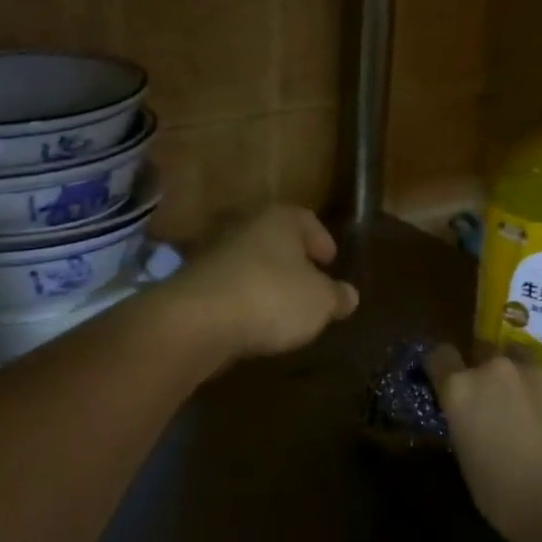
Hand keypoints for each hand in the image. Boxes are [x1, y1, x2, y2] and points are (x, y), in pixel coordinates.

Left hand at [165, 206, 359, 360]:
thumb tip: (349, 295)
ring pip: (249, 262)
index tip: (330, 262)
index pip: (307, 221)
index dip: (322, 241)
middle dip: (292, 261)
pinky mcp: (192, 282)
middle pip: (275, 239)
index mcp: (279, 219)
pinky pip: (228, 287)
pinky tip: (251, 322)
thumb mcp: (320, 302)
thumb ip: (337, 297)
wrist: (197, 321)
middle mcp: (243, 226)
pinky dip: (241, 299)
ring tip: (281, 309)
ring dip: (265, 281)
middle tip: (309, 285)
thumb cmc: (272, 298)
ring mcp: (213, 252)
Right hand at [422, 346, 541, 541]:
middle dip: (490, 374)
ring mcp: (538, 369)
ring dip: (527, 383)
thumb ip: (465, 423)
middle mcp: (495, 368)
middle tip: (502, 404)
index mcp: (461, 389)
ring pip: (527, 365)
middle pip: (485, 353)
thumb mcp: (467, 458)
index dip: (445, 367)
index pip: (440, 356)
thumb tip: (474, 416)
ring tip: (541, 416)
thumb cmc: (505, 497)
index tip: (451, 380)